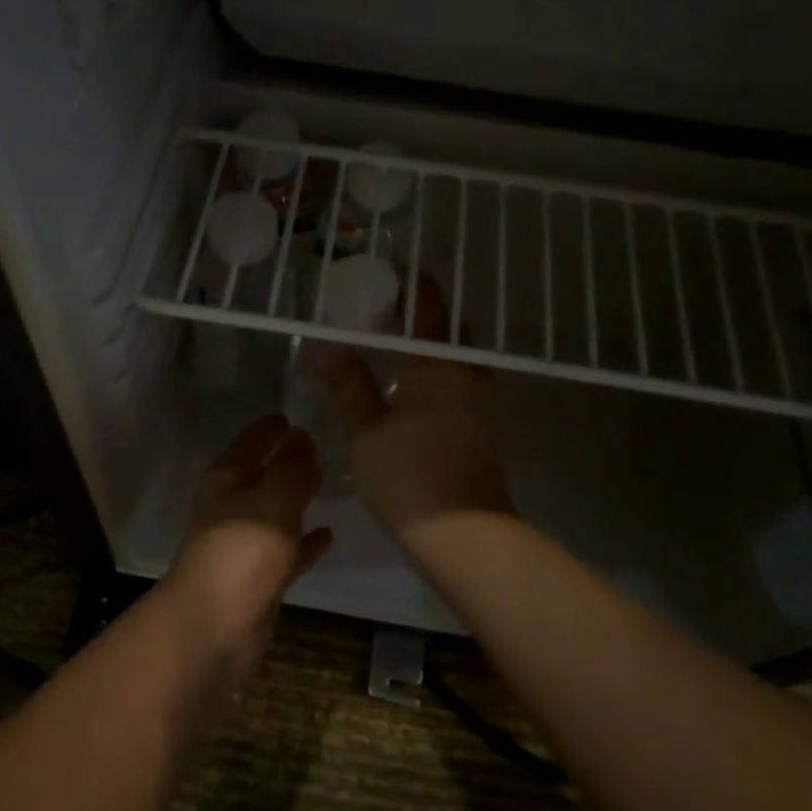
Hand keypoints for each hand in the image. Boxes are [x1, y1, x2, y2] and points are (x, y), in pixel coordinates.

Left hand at [167, 415, 332, 678]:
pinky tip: (328, 535)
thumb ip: (291, 468)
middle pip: (261, 476)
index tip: (293, 415)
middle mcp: (231, 507)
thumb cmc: (242, 551)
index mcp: (226, 480)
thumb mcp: (273, 499)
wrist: (215, 625)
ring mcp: (243, 544)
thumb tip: (301, 435)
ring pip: (274, 512)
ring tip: (328, 485)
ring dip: (296, 500)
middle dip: (287, 462)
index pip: (249, 442)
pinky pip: (285, 550)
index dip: (269, 428)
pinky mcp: (257, 577)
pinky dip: (303, 542)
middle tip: (322, 447)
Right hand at [323, 279, 511, 538]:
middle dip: (415, 315)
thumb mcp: (365, 429)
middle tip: (377, 313)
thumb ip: (348, 383)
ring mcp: (480, 397)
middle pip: (444, 327)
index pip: (428, 304)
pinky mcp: (481, 421)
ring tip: (386, 346)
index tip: (381, 279)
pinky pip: (456, 378)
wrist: (461, 532)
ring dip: (425, 345)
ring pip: (452, 355)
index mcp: (439, 362)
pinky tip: (405, 385)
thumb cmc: (407, 474)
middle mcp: (467, 370)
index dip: (407, 286)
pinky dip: (433, 370)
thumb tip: (330, 347)